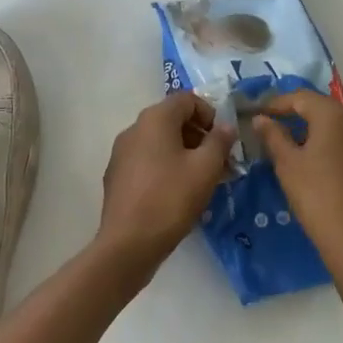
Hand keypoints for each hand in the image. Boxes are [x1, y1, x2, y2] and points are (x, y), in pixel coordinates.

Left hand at [98, 92, 236, 272]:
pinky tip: (178, 193)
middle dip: (200, 136)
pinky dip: (166, 167)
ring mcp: (121, 152)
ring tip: (203, 180)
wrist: (128, 243)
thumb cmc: (171, 199)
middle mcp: (134, 128)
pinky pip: (147, 160)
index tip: (223, 140)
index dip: (210, 114)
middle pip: (173, 120)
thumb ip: (220, 141)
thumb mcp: (206, 168)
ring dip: (185, 153)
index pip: (187, 99)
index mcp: (155, 119)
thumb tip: (226, 126)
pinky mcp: (116, 176)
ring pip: (160, 142)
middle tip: (219, 163)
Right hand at [251, 90, 342, 287]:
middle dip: (306, 125)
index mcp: (336, 118)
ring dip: (332, 146)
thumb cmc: (319, 201)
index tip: (261, 115)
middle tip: (285, 143)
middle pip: (329, 117)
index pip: (302, 98)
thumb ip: (274, 137)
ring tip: (315, 168)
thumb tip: (262, 119)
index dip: (278, 103)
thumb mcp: (288, 168)